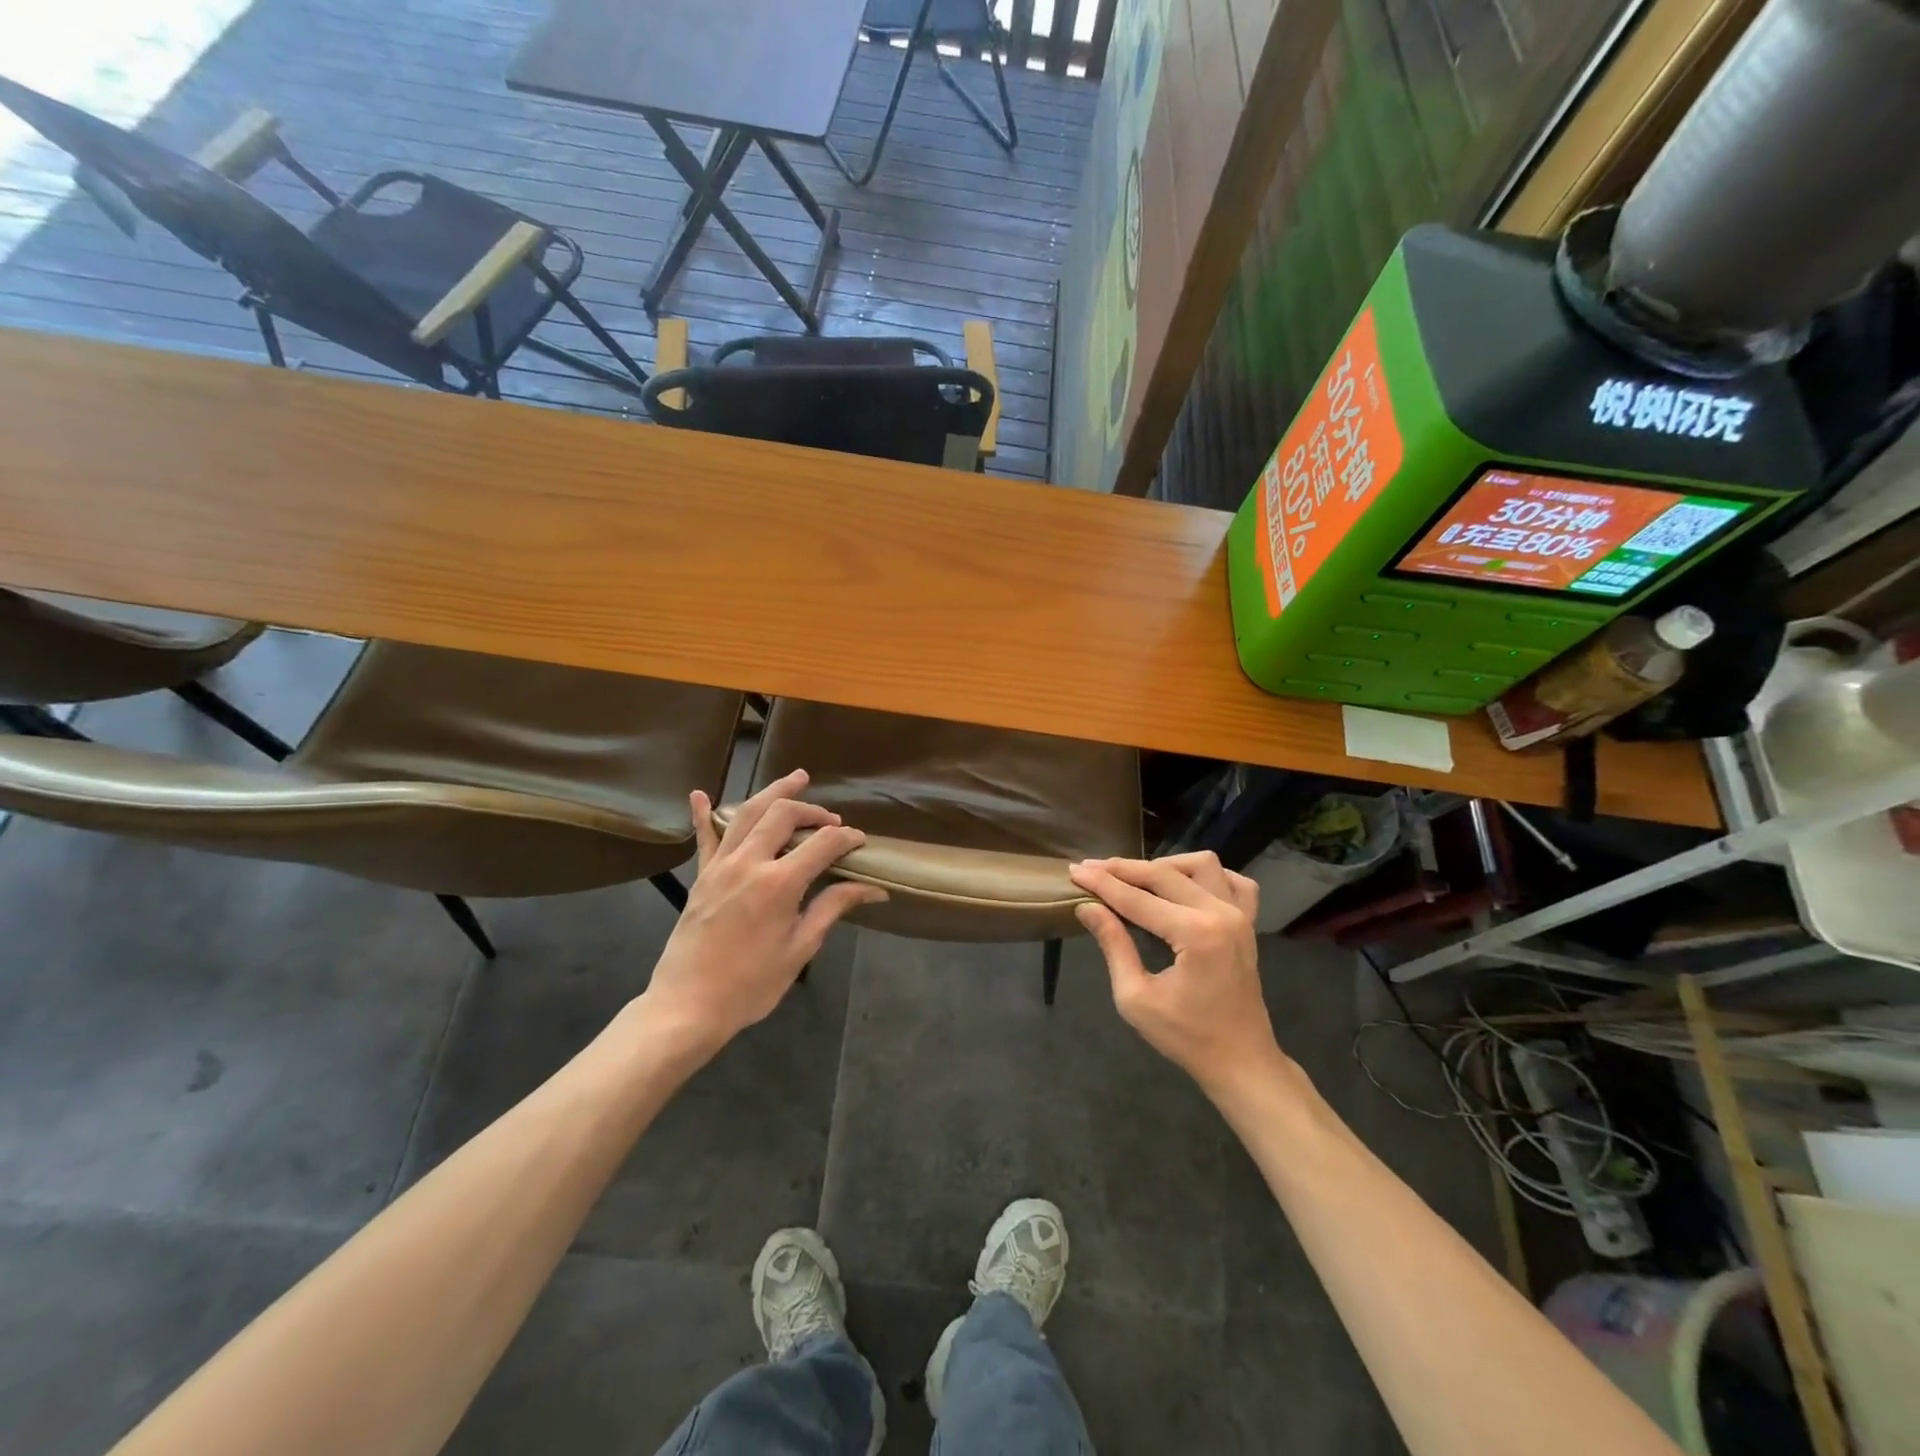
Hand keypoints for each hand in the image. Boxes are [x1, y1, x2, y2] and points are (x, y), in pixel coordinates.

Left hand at [639, 770, 886, 1055]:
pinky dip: (703, 814)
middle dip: (813, 810)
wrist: (687, 1007)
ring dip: (773, 793)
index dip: (846, 838)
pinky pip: (704, 837)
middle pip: (783, 815)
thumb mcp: (800, 949)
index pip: (822, 844)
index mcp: (779, 883)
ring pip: (747, 813)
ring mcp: (720, 866)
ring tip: (796, 779)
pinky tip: (699, 794)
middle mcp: (749, 863)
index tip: (860, 842)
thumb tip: (873, 889)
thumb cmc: (751, 985)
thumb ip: (833, 908)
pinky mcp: (701, 876)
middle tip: (831, 820)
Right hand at [1068, 853, 1283, 1097]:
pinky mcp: (1249, 923)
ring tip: (1136, 878)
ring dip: (1165, 865)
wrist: (1241, 1062)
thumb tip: (1087, 907)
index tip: (1073, 870)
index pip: (1137, 899)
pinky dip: (1208, 876)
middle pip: (1164, 874)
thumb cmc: (1186, 1037)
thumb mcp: (1136, 998)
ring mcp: (1240, 916)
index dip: (1101, 883)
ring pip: (1201, 865)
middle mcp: (1221, 914)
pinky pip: (1234, 882)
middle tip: (1091, 869)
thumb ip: (1113, 945)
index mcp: (1196, 935)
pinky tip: (1185, 885)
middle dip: (1123, 869)